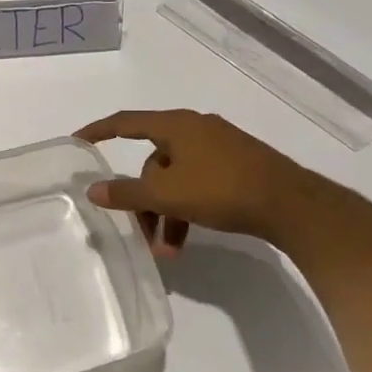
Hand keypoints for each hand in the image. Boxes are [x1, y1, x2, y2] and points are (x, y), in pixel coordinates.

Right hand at [74, 109, 309, 254]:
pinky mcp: (238, 167)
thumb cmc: (222, 190)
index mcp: (177, 125)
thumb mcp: (167, 195)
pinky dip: (187, 209)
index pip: (125, 122)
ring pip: (176, 178)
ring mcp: (221, 148)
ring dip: (166, 213)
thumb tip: (93, 189)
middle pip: (153, 162)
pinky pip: (198, 185)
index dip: (98, 130)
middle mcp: (197, 130)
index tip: (77, 141)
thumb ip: (126, 193)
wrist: (294, 206)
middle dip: (144, 199)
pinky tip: (188, 239)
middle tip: (141, 230)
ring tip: (168, 249)